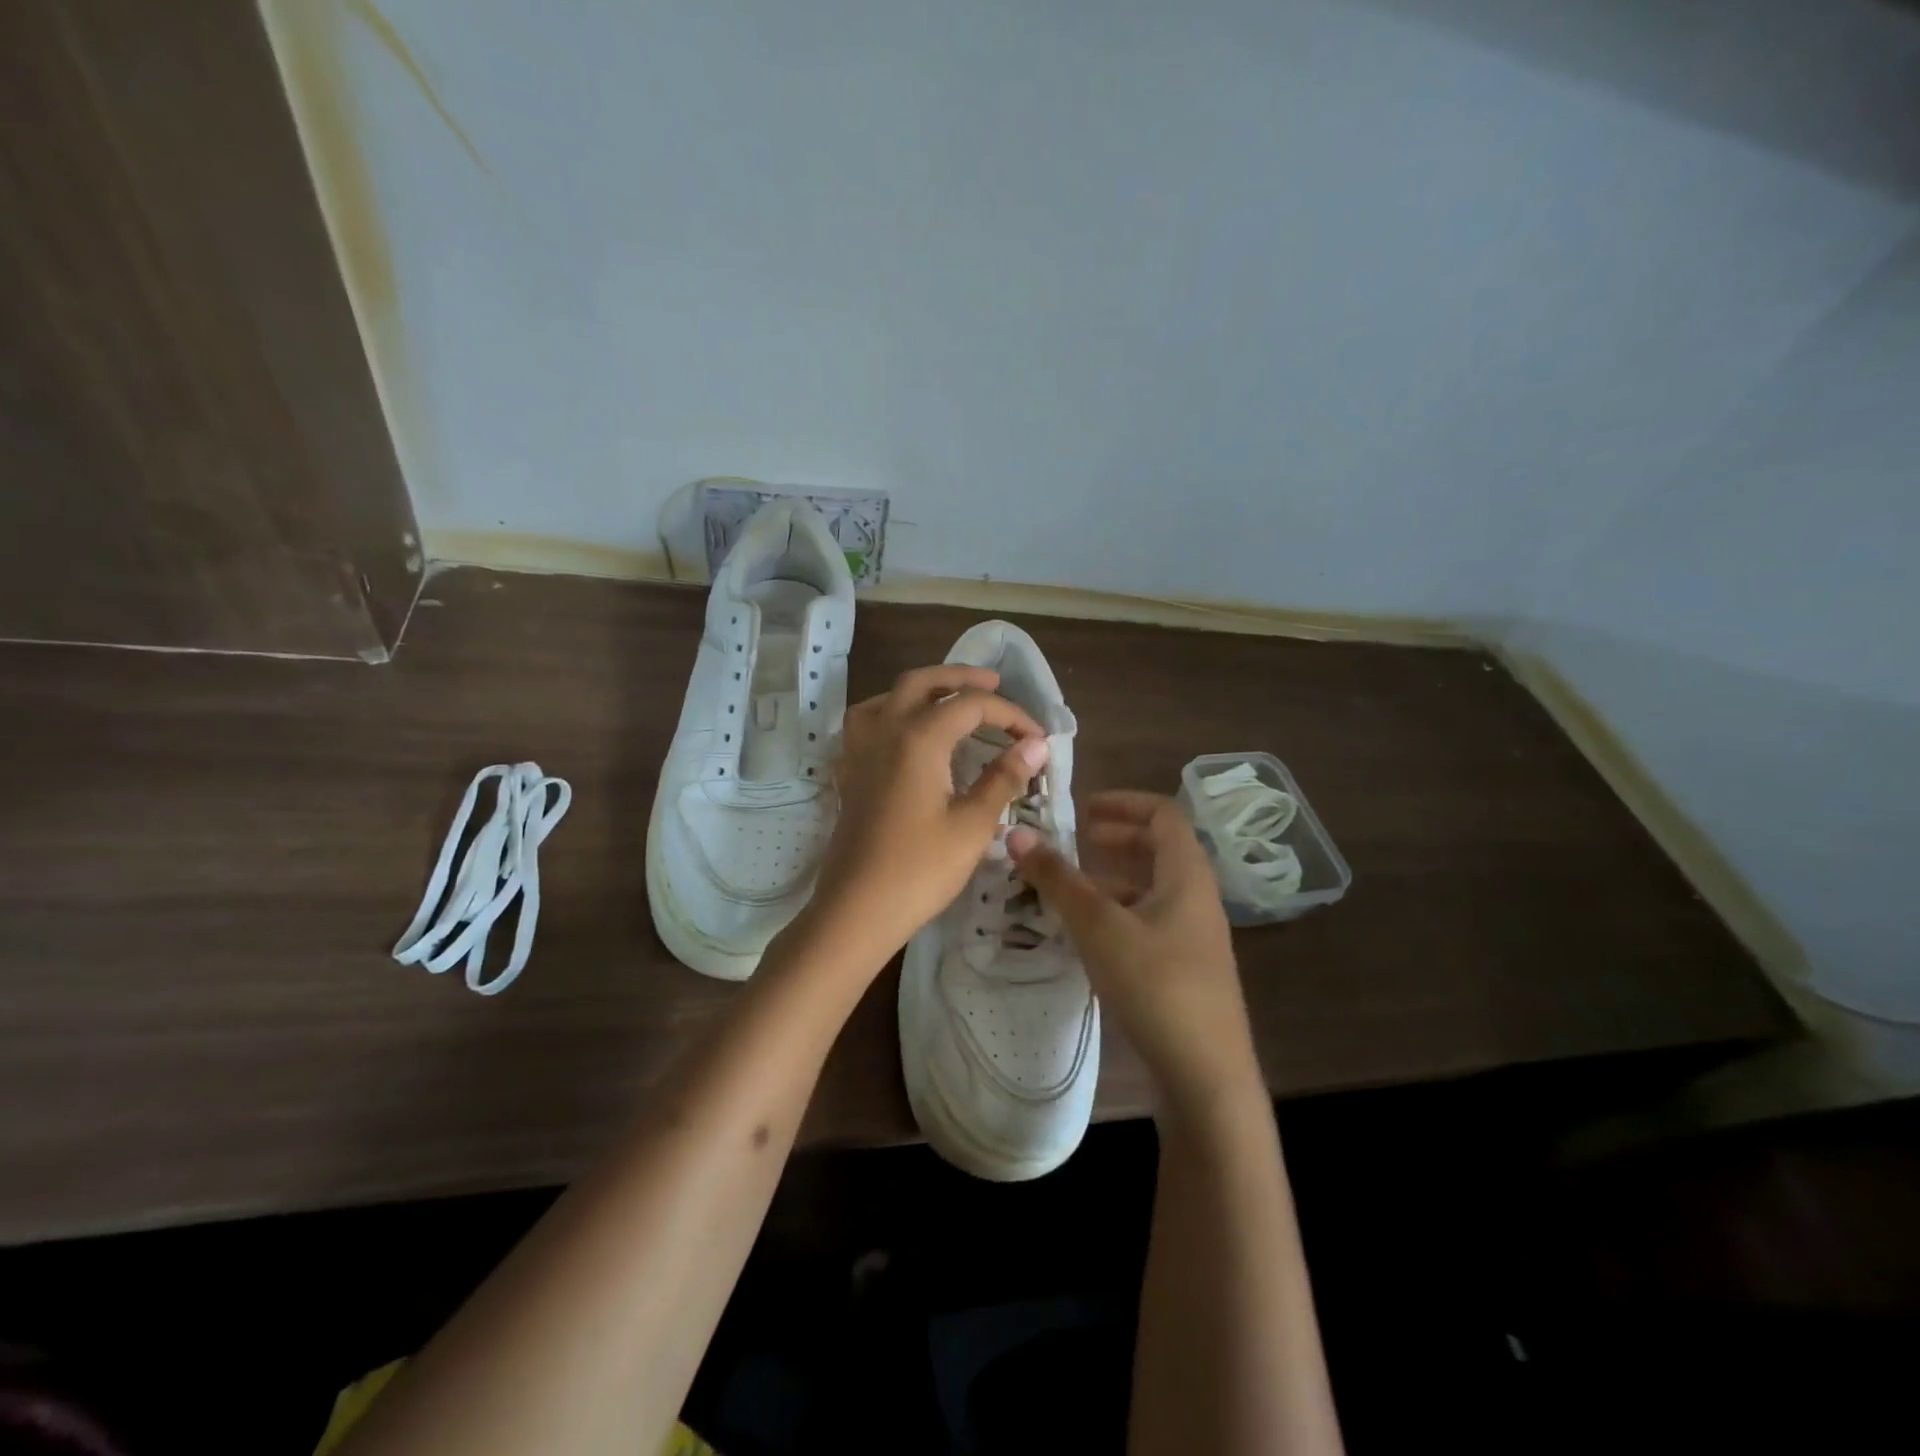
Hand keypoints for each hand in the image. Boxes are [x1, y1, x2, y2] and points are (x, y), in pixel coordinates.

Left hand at [805, 665, 1047, 972]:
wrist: (856, 910)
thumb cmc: (919, 870)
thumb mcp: (972, 825)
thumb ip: (1004, 778)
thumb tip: (1035, 746)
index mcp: (918, 737)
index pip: (972, 705)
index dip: (1010, 715)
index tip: (1037, 738)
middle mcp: (885, 730)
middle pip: (923, 682)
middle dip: (961, 677)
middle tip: (994, 684)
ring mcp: (860, 750)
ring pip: (889, 696)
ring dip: (923, 690)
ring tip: (950, 701)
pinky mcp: (849, 772)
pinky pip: (868, 722)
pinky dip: (892, 712)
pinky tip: (906, 733)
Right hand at [1009, 792, 1261, 1112]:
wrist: (1206, 1076)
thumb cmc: (1156, 985)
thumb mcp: (1099, 926)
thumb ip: (1058, 879)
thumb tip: (1017, 833)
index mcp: (1187, 874)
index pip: (1163, 813)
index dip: (1123, 801)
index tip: (1081, 806)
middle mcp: (1196, 897)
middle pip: (1159, 848)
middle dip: (1116, 836)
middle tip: (1075, 838)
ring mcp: (1193, 936)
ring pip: (1151, 887)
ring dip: (1113, 876)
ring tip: (1070, 884)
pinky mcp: (1184, 969)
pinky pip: (1149, 920)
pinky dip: (1118, 911)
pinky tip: (1088, 932)